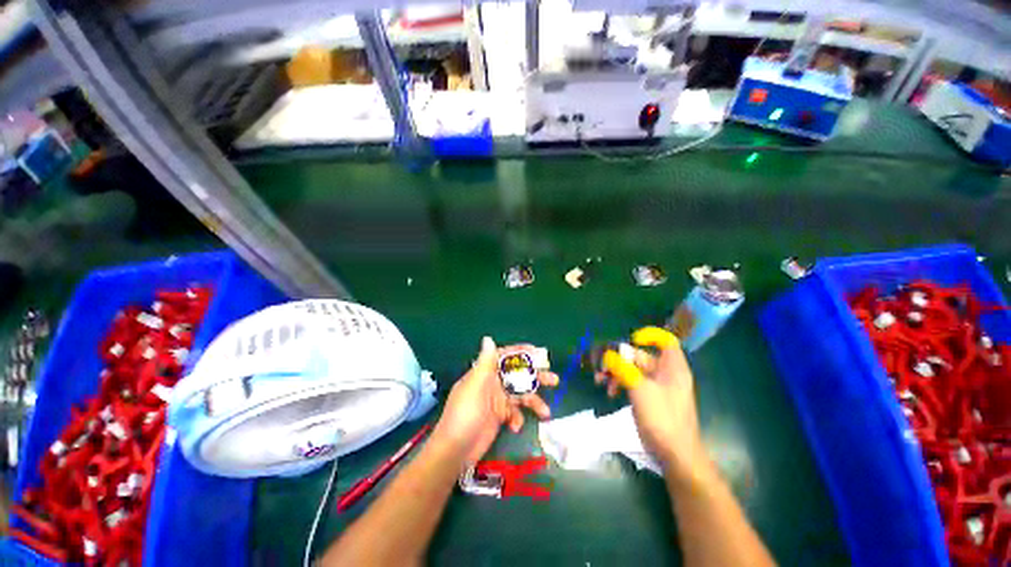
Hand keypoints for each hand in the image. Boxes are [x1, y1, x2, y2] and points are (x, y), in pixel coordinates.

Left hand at [432, 337, 558, 464]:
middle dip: (535, 377)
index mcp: (485, 373)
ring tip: (546, 412)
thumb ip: (485, 363)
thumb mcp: (475, 387)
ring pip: (520, 395)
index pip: (504, 356)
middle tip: (553, 379)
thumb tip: (488, 338)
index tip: (539, 353)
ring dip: (533, 402)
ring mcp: (497, 401)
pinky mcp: (500, 417)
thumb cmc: (465, 415)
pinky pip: (515, 413)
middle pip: (517, 375)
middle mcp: (492, 383)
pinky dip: (519, 418)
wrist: (455, 452)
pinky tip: (516, 427)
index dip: (521, 353)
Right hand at [595, 337, 710, 482]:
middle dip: (620, 358)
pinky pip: (633, 383)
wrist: (675, 455)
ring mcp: (657, 387)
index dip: (650, 336)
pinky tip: (609, 392)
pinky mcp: (650, 399)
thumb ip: (623, 368)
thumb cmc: (662, 419)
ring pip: (633, 370)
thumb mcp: (640, 389)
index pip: (665, 341)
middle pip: (641, 356)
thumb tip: (609, 355)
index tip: (632, 341)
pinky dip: (620, 383)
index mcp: (672, 367)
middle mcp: (666, 374)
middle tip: (602, 366)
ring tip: (600, 380)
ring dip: (616, 372)